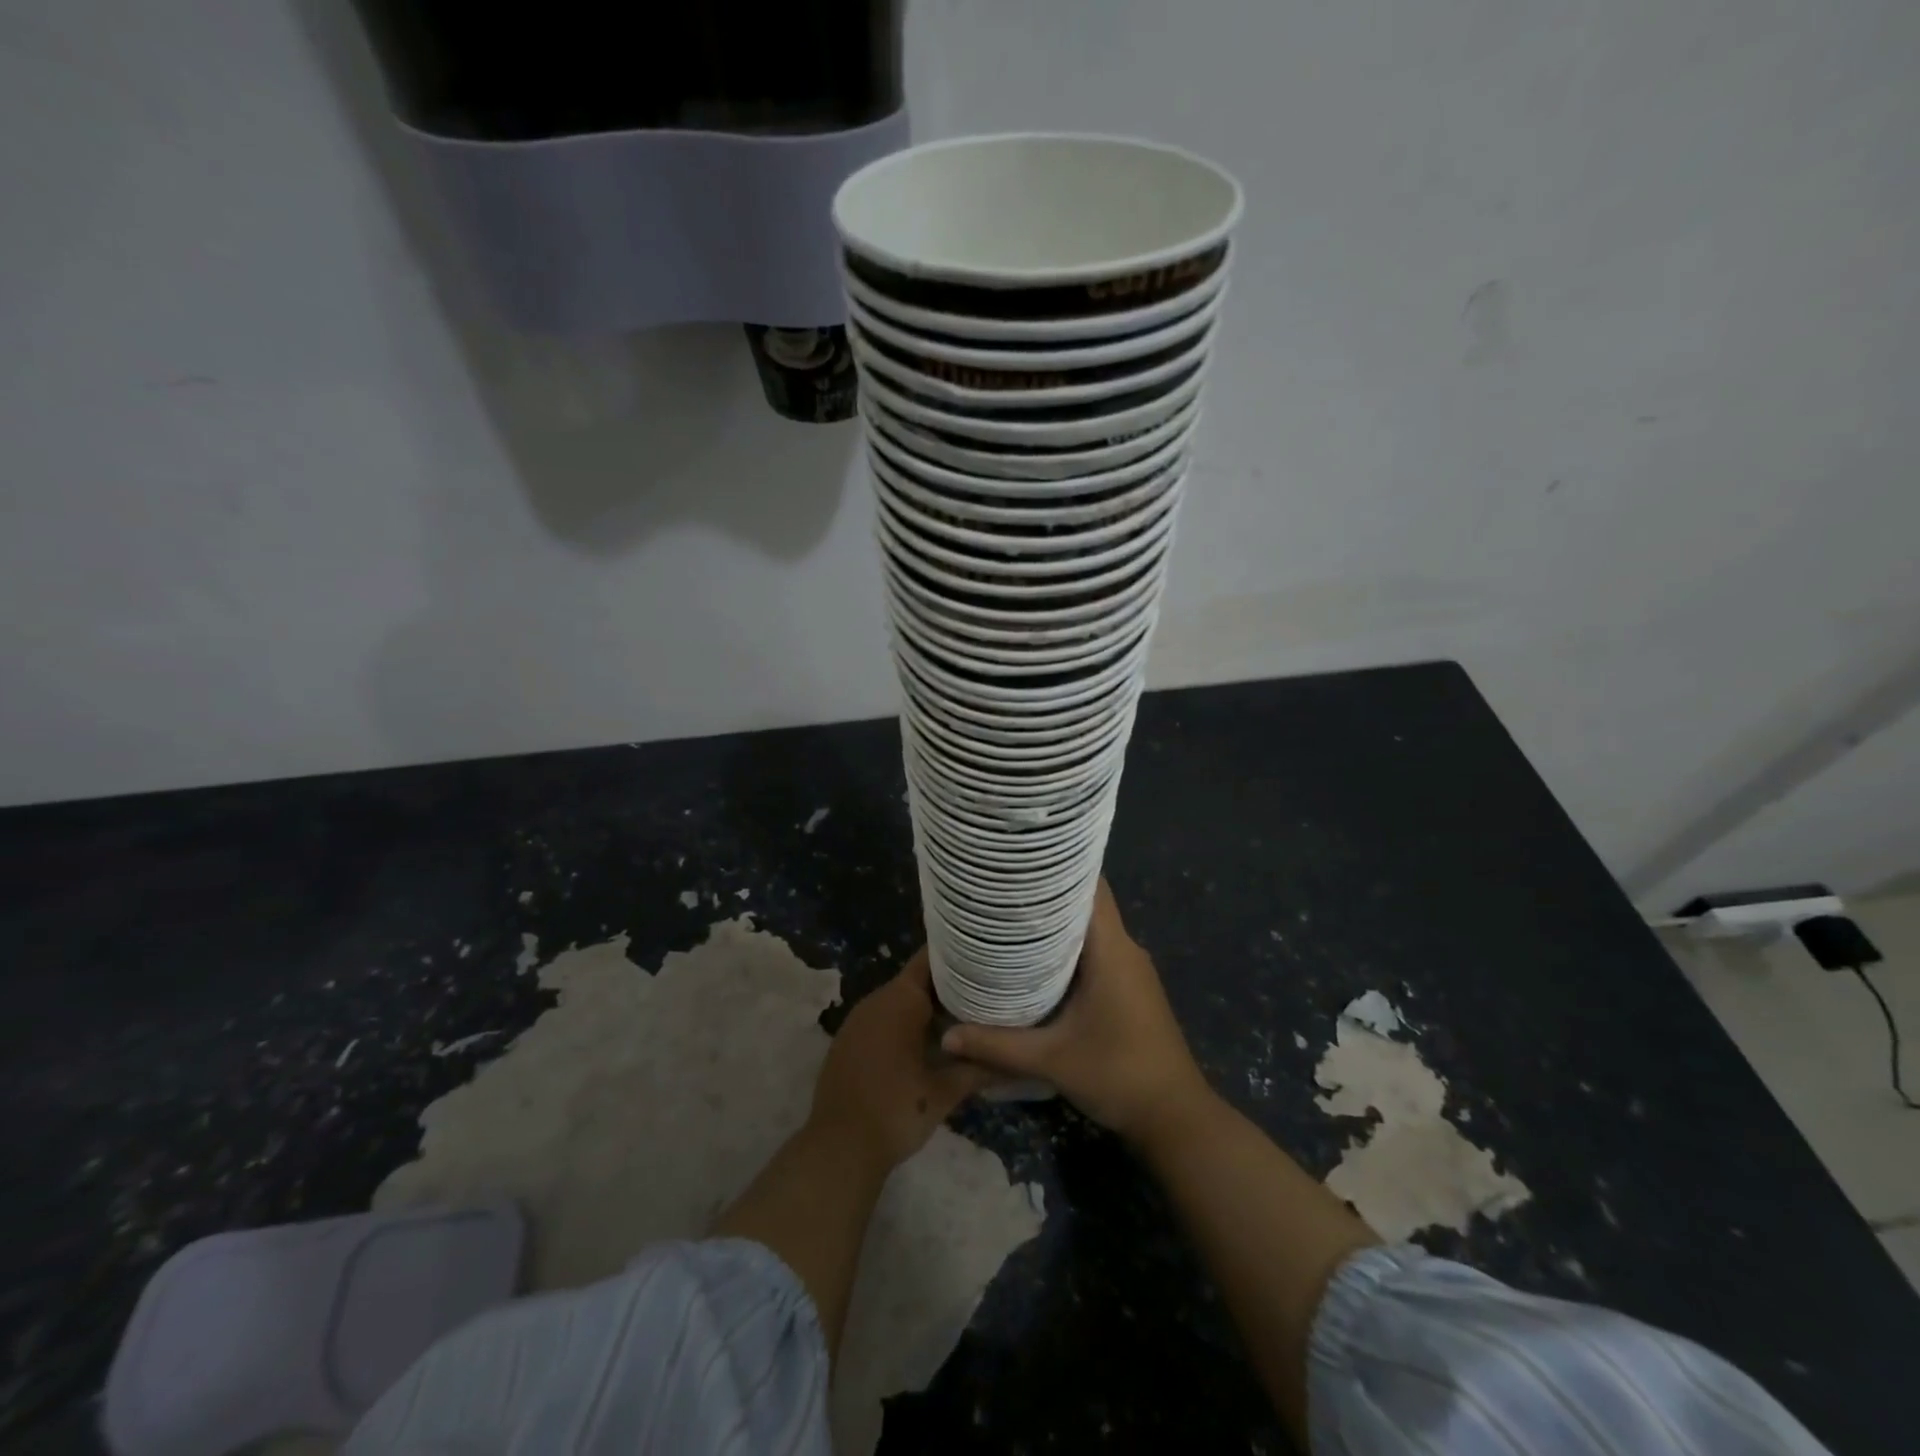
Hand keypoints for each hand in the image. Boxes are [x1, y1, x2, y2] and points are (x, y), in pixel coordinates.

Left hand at [808, 947, 995, 1173]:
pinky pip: (884, 1017)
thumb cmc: (897, 1110)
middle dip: (949, 983)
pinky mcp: (849, 1040)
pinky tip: (929, 1040)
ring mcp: (859, 1019)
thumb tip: (1012, 1059)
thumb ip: (979, 1067)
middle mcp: (877, 1000)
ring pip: (900, 999)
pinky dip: (906, 1021)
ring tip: (964, 1013)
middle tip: (984, 990)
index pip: (931, 959)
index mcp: (901, 1000)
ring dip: (927, 1005)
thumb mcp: (945, 1091)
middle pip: (917, 978)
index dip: (957, 955)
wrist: (839, 1147)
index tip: (984, 957)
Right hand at [940, 880, 1213, 1144]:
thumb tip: (946, 1035)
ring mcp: (1130, 970)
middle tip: (998, 891)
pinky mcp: (1129, 989)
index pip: (1090, 887)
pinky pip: (1095, 952)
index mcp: (1112, 949)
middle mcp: (1124, 949)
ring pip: (1089, 930)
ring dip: (1054, 924)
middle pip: (1085, 905)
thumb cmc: (1118, 1075)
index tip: (1018, 862)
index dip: (1057, 868)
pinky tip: (1033, 961)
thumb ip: (997, 1045)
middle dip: (1044, 895)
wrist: (1175, 1118)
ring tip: (1007, 919)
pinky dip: (1066, 949)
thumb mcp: (1052, 1060)